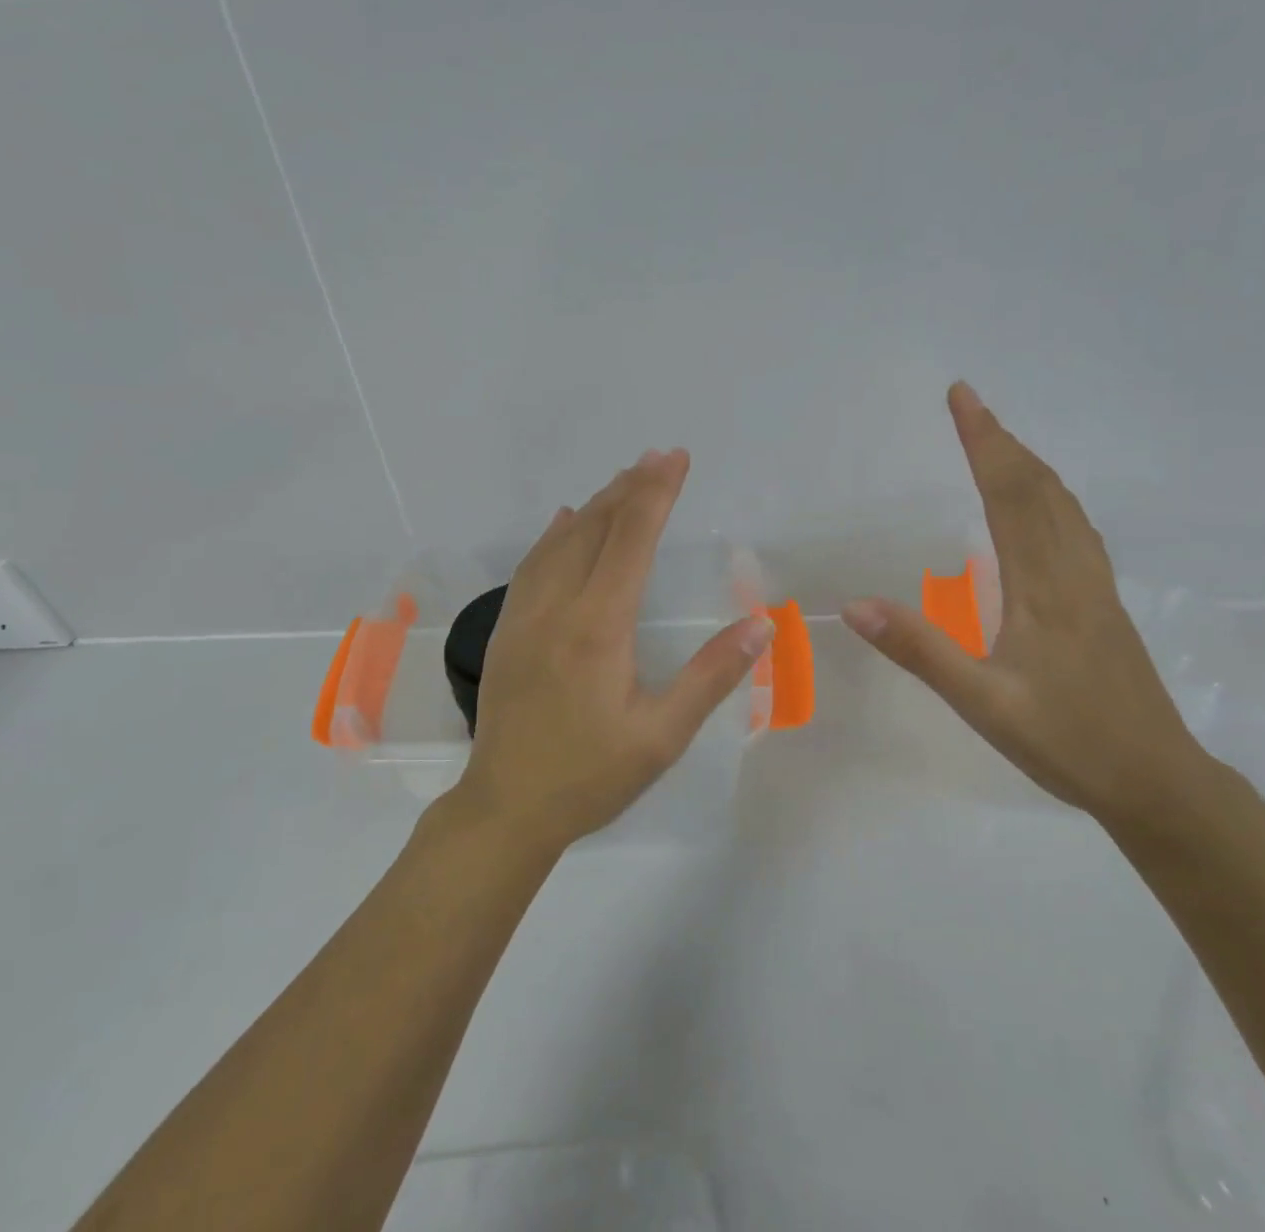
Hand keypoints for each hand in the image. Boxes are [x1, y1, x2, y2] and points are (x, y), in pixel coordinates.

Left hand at [452, 448, 775, 852]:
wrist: (506, 808)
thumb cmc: (590, 775)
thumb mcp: (661, 735)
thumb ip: (710, 676)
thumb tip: (759, 625)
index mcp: (598, 626)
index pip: (631, 541)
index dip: (656, 494)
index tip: (675, 459)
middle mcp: (557, 607)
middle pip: (594, 528)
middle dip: (629, 488)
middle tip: (657, 456)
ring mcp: (524, 615)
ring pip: (559, 541)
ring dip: (594, 505)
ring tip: (623, 479)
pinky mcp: (506, 630)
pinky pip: (532, 565)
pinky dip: (554, 534)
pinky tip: (563, 522)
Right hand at [842, 383, 1210, 826]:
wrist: (1158, 783)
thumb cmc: (1068, 742)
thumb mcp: (983, 703)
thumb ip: (921, 651)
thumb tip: (856, 606)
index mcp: (1043, 586)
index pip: (1010, 494)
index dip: (984, 441)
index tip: (962, 396)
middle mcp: (1073, 572)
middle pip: (1040, 487)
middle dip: (1001, 440)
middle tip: (968, 404)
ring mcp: (1095, 587)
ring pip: (1064, 505)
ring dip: (1028, 464)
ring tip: (997, 443)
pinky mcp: (1104, 604)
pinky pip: (1075, 528)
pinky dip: (1050, 497)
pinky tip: (1042, 509)